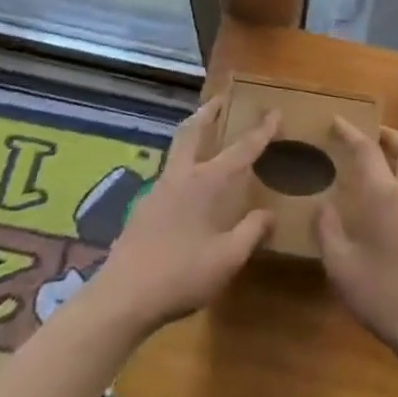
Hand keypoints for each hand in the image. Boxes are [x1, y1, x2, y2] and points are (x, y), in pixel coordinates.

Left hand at [89, 97, 277, 334]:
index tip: (274, 111)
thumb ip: (251, 232)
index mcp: (206, 183)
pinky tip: (186, 185)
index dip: (261, 131)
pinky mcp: (142, 208)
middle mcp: (181, 176)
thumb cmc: (181, 275)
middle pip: (193, 131)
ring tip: (204, 134)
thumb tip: (270, 213)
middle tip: (221, 99)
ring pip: (176, 149)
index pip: (241, 150)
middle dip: (209, 112)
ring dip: (192, 134)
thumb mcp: (227, 259)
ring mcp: (157, 190)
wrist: (123, 297)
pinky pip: (168, 173)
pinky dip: (181, 164)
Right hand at [315, 119, 397, 358]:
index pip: (367, 149)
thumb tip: (322, 205)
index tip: (337, 121)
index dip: (351, 132)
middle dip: (387, 135)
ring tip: (378, 166)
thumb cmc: (384, 294)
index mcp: (384, 194)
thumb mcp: (342, 266)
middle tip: (368, 136)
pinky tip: (391, 203)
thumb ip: (328, 230)